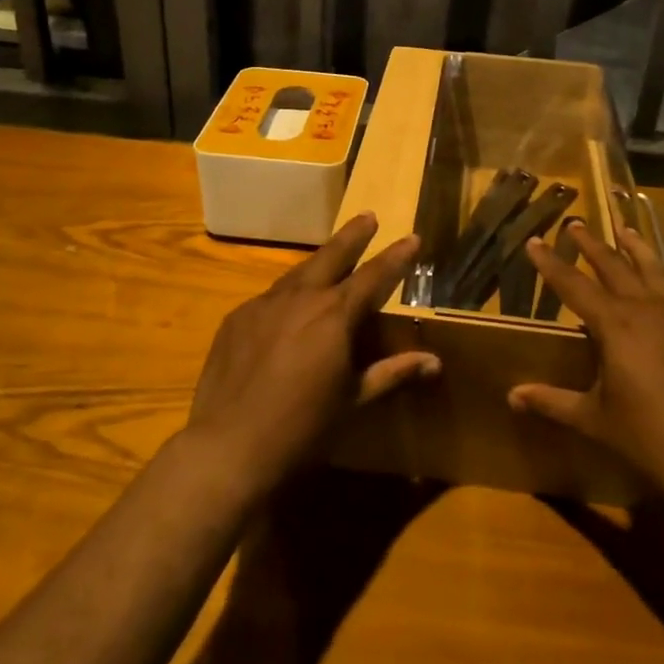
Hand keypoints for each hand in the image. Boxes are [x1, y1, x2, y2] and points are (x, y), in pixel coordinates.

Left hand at [183, 213, 436, 496]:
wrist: (228, 446)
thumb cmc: (302, 428)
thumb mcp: (353, 401)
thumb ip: (392, 373)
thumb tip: (435, 361)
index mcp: (334, 315)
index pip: (374, 275)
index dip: (396, 256)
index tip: (412, 238)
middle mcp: (301, 298)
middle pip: (332, 255)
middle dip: (353, 235)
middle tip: (368, 216)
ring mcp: (264, 304)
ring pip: (298, 273)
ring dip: (319, 263)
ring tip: (331, 258)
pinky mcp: (237, 318)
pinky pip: (270, 299)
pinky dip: (287, 297)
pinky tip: (287, 311)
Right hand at [508, 221, 663, 504]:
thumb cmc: (646, 433)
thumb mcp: (593, 417)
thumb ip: (553, 401)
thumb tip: (512, 396)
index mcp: (615, 323)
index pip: (573, 284)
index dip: (550, 263)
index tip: (534, 241)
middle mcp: (646, 309)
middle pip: (614, 265)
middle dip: (591, 244)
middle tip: (575, 224)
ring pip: (653, 270)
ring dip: (635, 248)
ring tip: (625, 229)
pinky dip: (663, 285)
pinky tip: (663, 294)